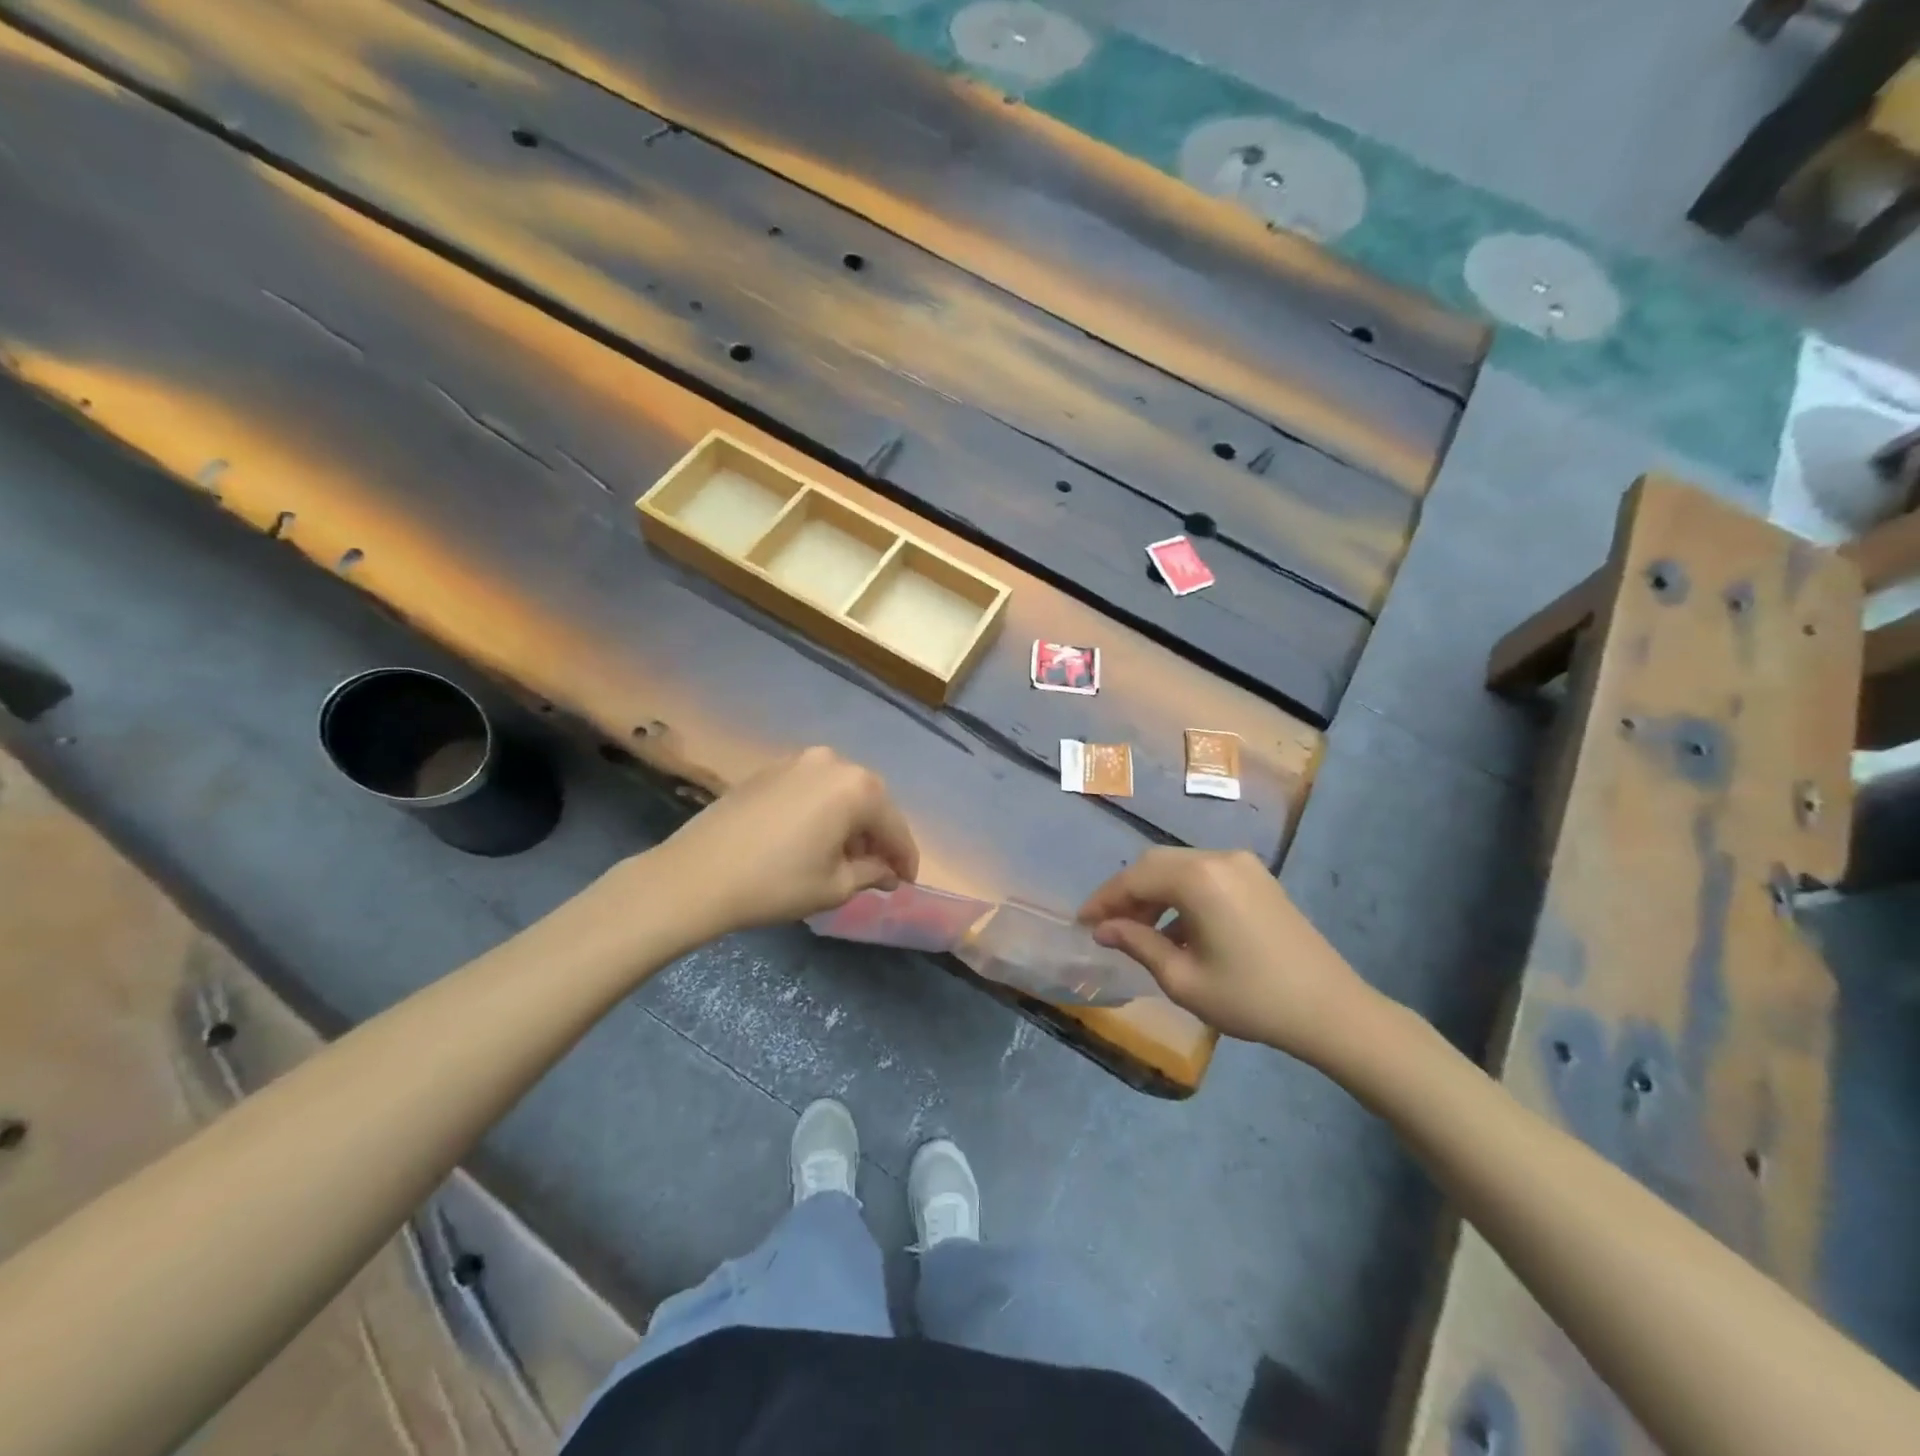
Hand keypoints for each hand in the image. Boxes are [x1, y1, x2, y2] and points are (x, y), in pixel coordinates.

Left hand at [651, 748, 919, 935]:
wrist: (696, 875)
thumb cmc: (776, 883)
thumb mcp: (834, 886)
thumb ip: (872, 872)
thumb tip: (886, 871)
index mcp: (857, 787)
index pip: (894, 827)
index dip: (904, 859)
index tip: (906, 883)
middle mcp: (833, 762)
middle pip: (870, 802)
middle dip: (877, 837)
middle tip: (878, 871)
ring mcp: (798, 760)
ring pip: (841, 793)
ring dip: (850, 823)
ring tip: (845, 857)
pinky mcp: (771, 769)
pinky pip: (813, 789)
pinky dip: (823, 812)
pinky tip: (814, 839)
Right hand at [1077, 849, 1373, 1058]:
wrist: (1331, 1010)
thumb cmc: (1251, 998)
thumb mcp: (1183, 979)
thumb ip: (1137, 944)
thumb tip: (1104, 929)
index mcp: (1198, 879)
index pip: (1134, 878)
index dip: (1104, 900)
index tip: (1082, 923)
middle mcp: (1218, 858)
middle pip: (1156, 864)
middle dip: (1127, 893)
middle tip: (1107, 927)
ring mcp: (1242, 864)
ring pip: (1180, 868)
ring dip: (1154, 894)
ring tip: (1139, 932)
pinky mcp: (1258, 877)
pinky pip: (1205, 875)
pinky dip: (1181, 895)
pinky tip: (1177, 930)